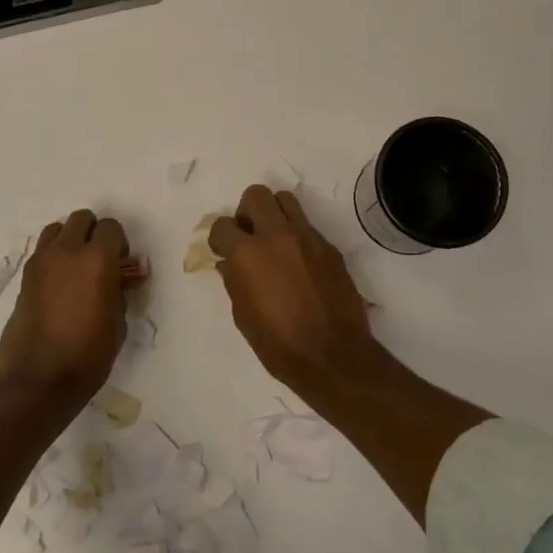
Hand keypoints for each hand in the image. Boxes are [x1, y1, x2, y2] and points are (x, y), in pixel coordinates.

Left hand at [0, 208, 132, 402]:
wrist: (39, 380)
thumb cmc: (88, 355)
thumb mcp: (118, 322)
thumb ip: (119, 291)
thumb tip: (117, 279)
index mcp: (97, 259)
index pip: (111, 227)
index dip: (119, 243)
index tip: (120, 265)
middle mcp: (67, 251)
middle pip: (82, 219)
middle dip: (94, 233)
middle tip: (99, 261)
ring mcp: (41, 261)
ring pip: (57, 229)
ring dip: (70, 239)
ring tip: (76, 267)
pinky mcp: (25, 277)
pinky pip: (42, 251)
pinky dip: (53, 256)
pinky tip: (59, 284)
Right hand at [210, 184, 386, 400]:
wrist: (333, 356)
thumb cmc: (279, 344)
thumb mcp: (243, 316)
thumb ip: (234, 281)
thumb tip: (229, 263)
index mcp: (248, 254)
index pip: (223, 224)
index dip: (219, 238)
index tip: (223, 251)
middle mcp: (277, 235)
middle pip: (256, 195)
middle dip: (246, 211)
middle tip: (249, 236)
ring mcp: (307, 238)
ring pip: (286, 200)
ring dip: (274, 214)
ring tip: (274, 240)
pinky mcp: (329, 247)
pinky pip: (307, 227)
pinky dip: (297, 236)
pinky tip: (298, 263)